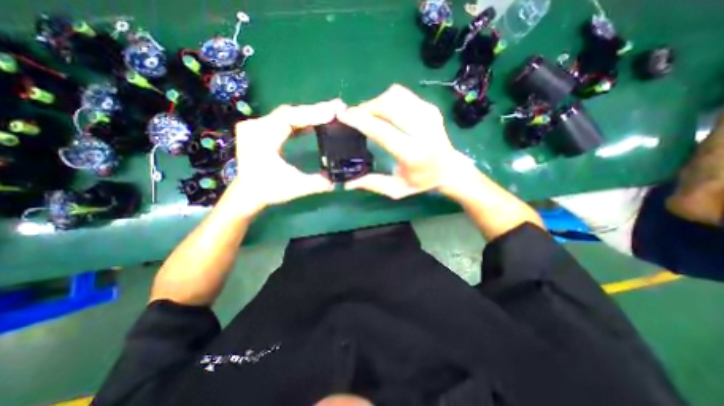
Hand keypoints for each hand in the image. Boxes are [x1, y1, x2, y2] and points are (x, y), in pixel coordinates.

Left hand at [222, 99, 345, 215]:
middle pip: (290, 113)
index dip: (313, 113)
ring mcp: (257, 127)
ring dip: (309, 116)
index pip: (289, 117)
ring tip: (330, 115)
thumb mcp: (297, 187)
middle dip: (315, 112)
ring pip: (288, 116)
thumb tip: (344, 180)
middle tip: (337, 109)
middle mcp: (256, 126)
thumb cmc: (268, 190)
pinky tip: (314, 124)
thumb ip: (321, 182)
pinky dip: (301, 122)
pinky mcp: (262, 131)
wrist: (246, 195)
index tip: (333, 111)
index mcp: (261, 136)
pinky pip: (284, 122)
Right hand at [339, 83, 476, 197]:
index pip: (382, 131)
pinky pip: (403, 95)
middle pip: (388, 106)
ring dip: (376, 102)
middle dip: (366, 107)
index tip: (344, 115)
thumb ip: (373, 184)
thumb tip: (347, 184)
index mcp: (413, 153)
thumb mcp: (396, 189)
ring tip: (368, 114)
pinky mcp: (430, 107)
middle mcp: (423, 130)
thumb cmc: (421, 181)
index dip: (361, 121)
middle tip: (354, 116)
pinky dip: (388, 99)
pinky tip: (383, 111)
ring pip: (395, 95)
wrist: (449, 169)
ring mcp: (428, 115)